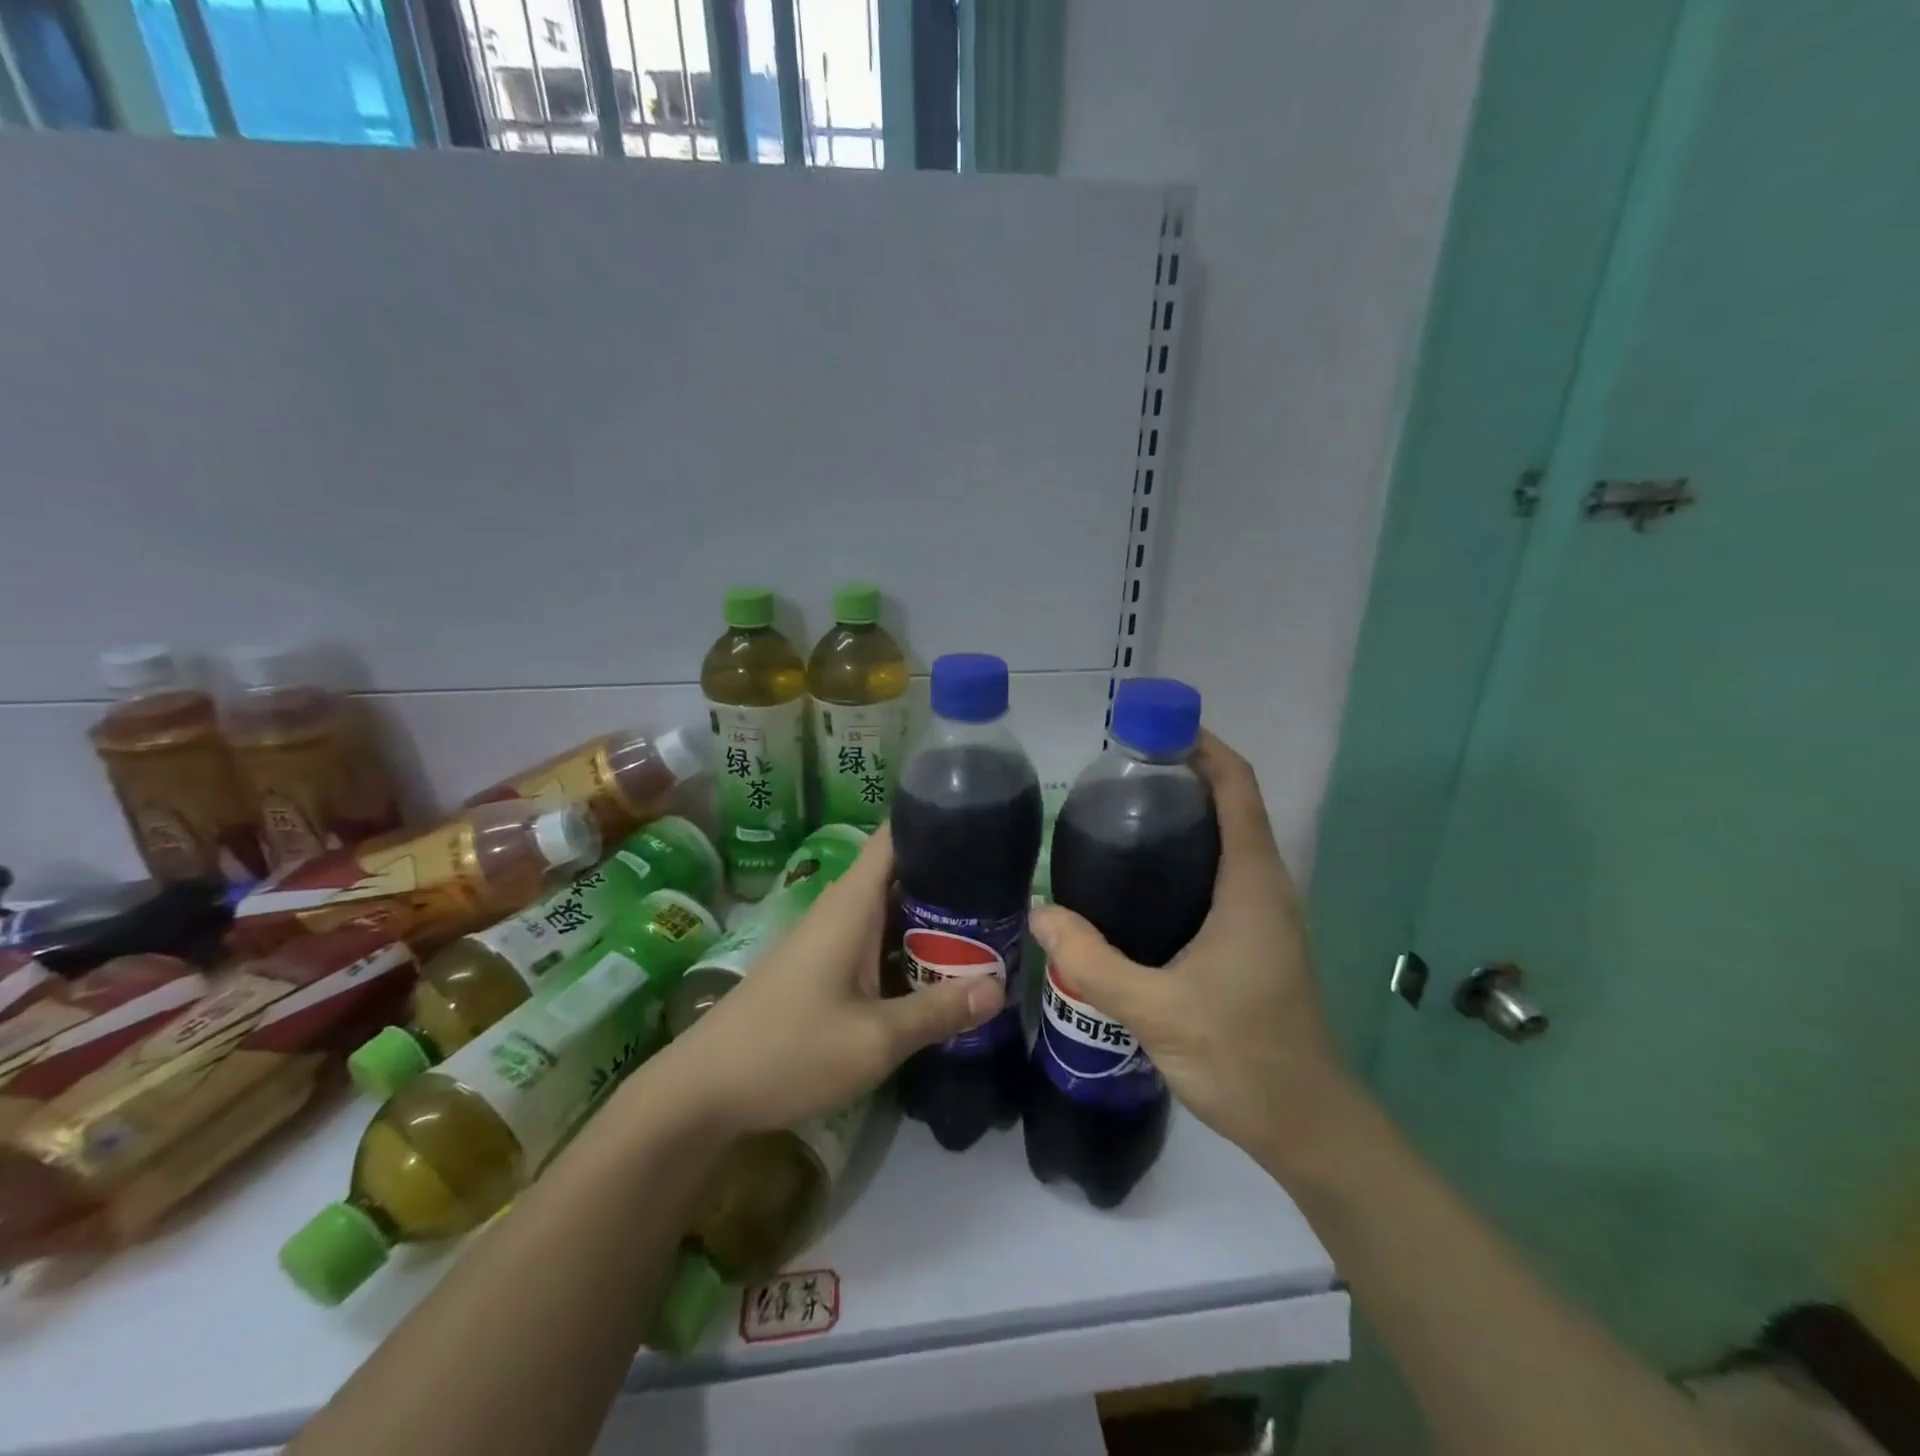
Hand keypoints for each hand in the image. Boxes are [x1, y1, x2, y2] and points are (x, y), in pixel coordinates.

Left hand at [647, 826, 1002, 1135]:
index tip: (984, 825)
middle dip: (949, 877)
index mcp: (850, 905)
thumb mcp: (874, 1039)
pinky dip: (907, 945)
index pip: (893, 837)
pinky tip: (938, 968)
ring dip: (930, 917)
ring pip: (889, 911)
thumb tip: (1000, 987)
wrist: (703, 1091)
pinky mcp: (822, 967)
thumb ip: (937, 1011)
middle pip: (899, 873)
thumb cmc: (788, 1051)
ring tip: (986, 923)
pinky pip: (874, 940)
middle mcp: (839, 910)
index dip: (934, 821)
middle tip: (1004, 889)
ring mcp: (827, 939)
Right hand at [1028, 731, 1355, 1177]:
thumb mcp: (1156, 1009)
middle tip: (1114, 775)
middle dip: (1181, 775)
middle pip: (1230, 804)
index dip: (1202, 747)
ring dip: (1183, 814)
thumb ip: (1092, 960)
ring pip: (1226, 839)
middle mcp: (1264, 886)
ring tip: (1116, 814)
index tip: (1151, 730)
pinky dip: (1185, 853)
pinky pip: (1220, 872)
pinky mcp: (1254, 937)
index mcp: (1252, 883)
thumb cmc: (1241, 1055)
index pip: (1237, 788)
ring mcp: (1263, 912)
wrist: (1304, 1123)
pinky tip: (1136, 878)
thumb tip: (1037, 910)